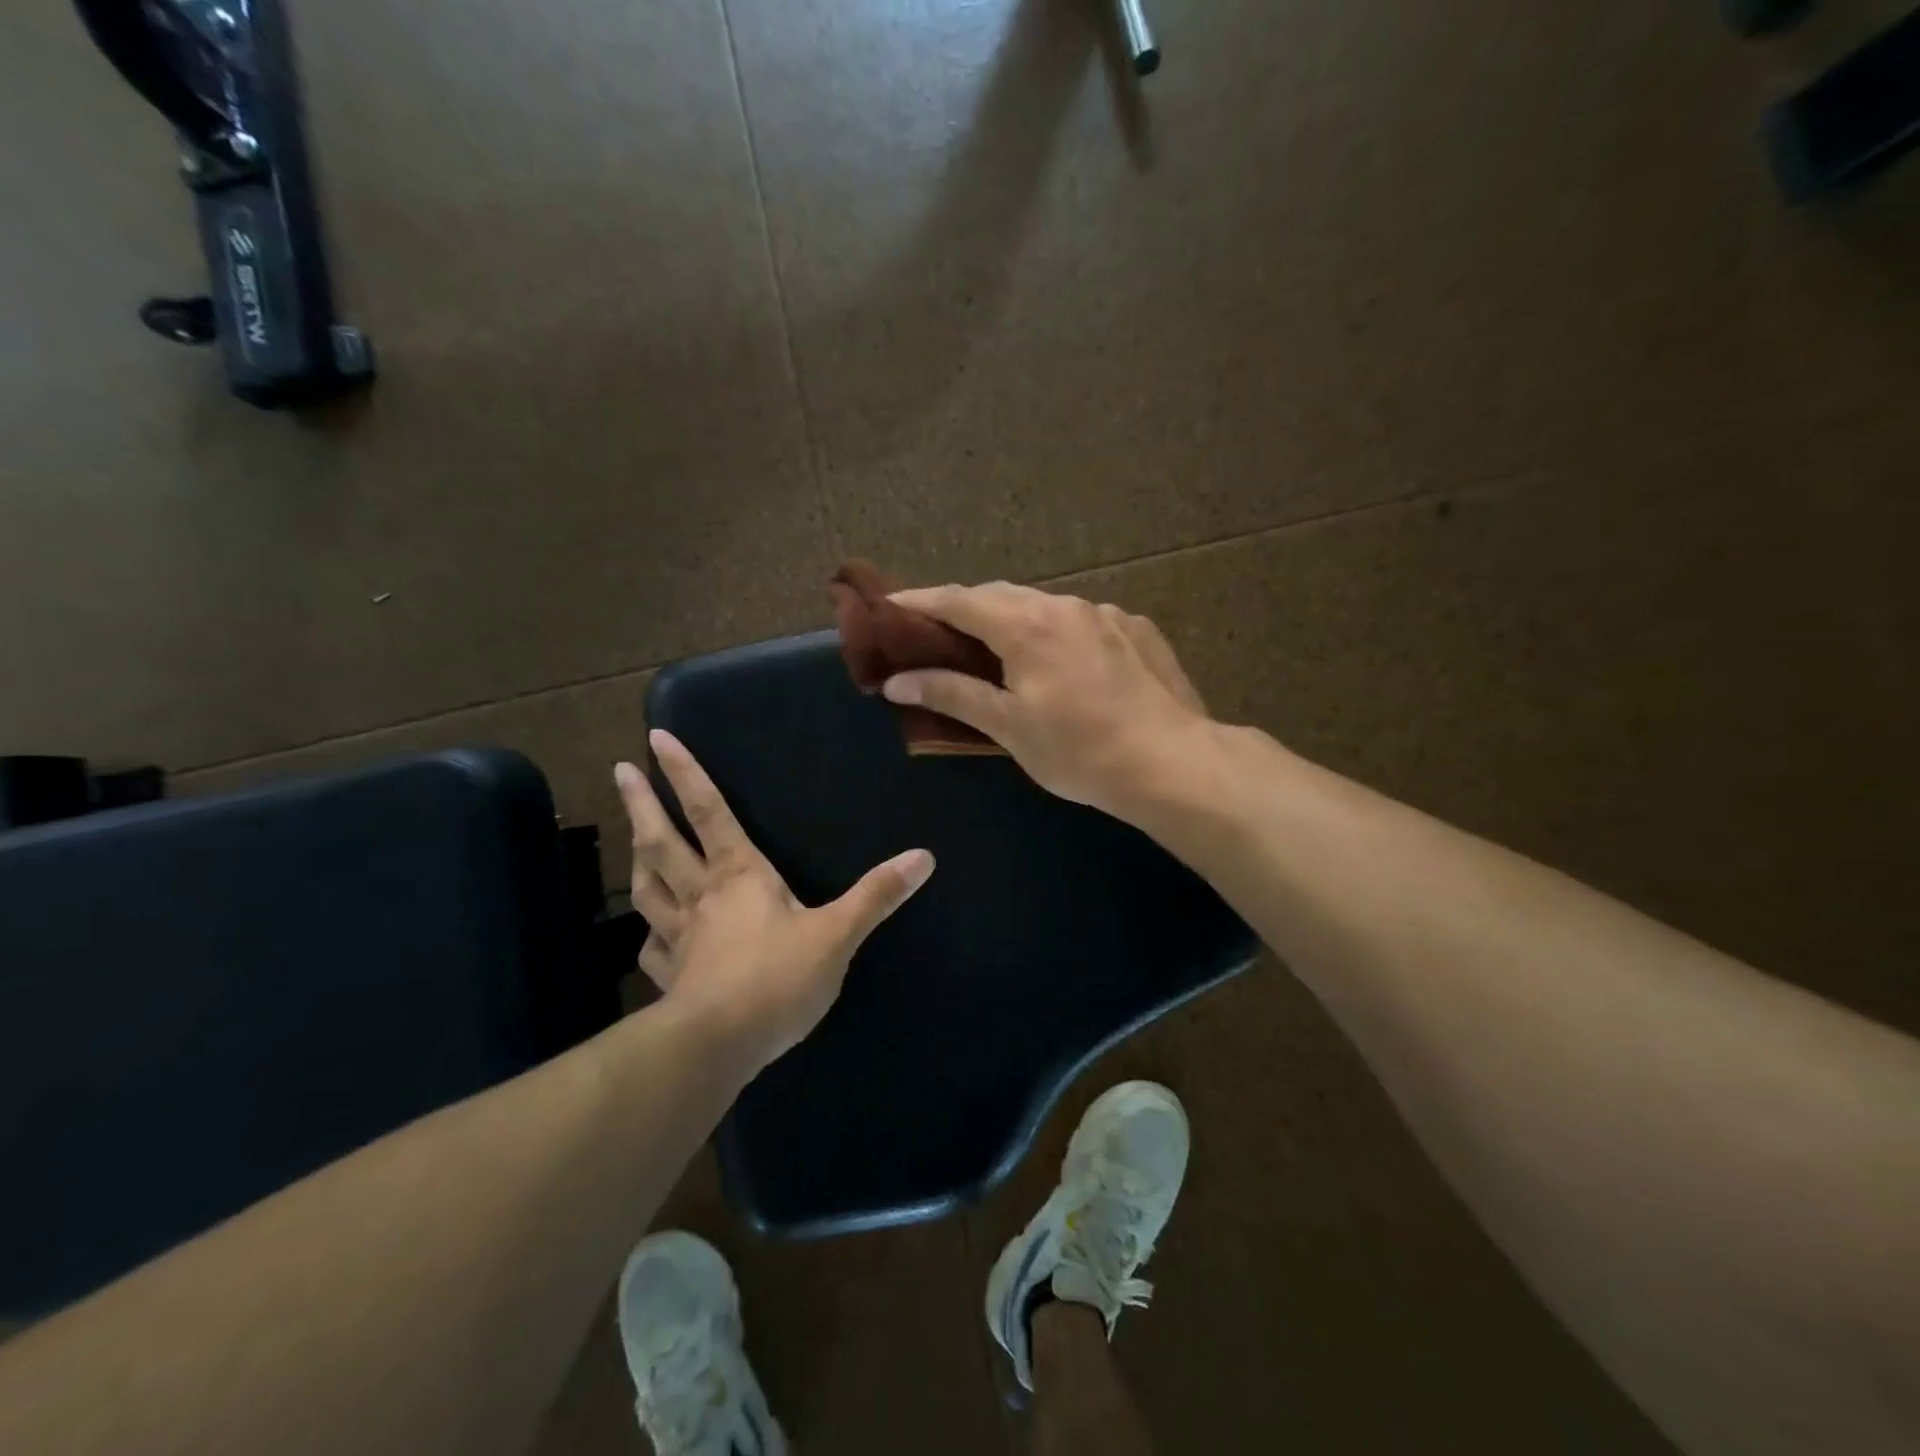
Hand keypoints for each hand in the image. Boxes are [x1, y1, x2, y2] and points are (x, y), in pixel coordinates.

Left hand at [614, 730, 934, 1074]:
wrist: (718, 1046)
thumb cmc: (777, 980)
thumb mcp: (838, 935)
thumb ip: (878, 895)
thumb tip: (924, 856)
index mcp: (740, 874)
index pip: (709, 811)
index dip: (684, 774)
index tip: (655, 738)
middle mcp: (702, 895)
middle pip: (663, 840)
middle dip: (642, 803)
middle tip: (619, 771)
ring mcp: (679, 937)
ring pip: (648, 887)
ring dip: (637, 857)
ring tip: (632, 838)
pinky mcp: (669, 977)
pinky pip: (651, 946)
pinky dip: (648, 934)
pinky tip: (649, 936)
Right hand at [882, 582, 1211, 819]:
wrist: (1173, 763)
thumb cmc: (1080, 750)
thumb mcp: (1009, 727)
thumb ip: (952, 695)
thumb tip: (896, 680)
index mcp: (1027, 625)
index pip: (958, 600)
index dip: (918, 600)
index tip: (888, 604)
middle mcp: (1065, 606)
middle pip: (1000, 595)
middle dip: (964, 607)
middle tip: (938, 631)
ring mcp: (1106, 614)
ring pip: (1044, 605)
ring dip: (1013, 618)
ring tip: (999, 648)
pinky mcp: (1137, 629)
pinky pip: (1082, 621)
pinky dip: (1057, 632)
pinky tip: (1064, 663)